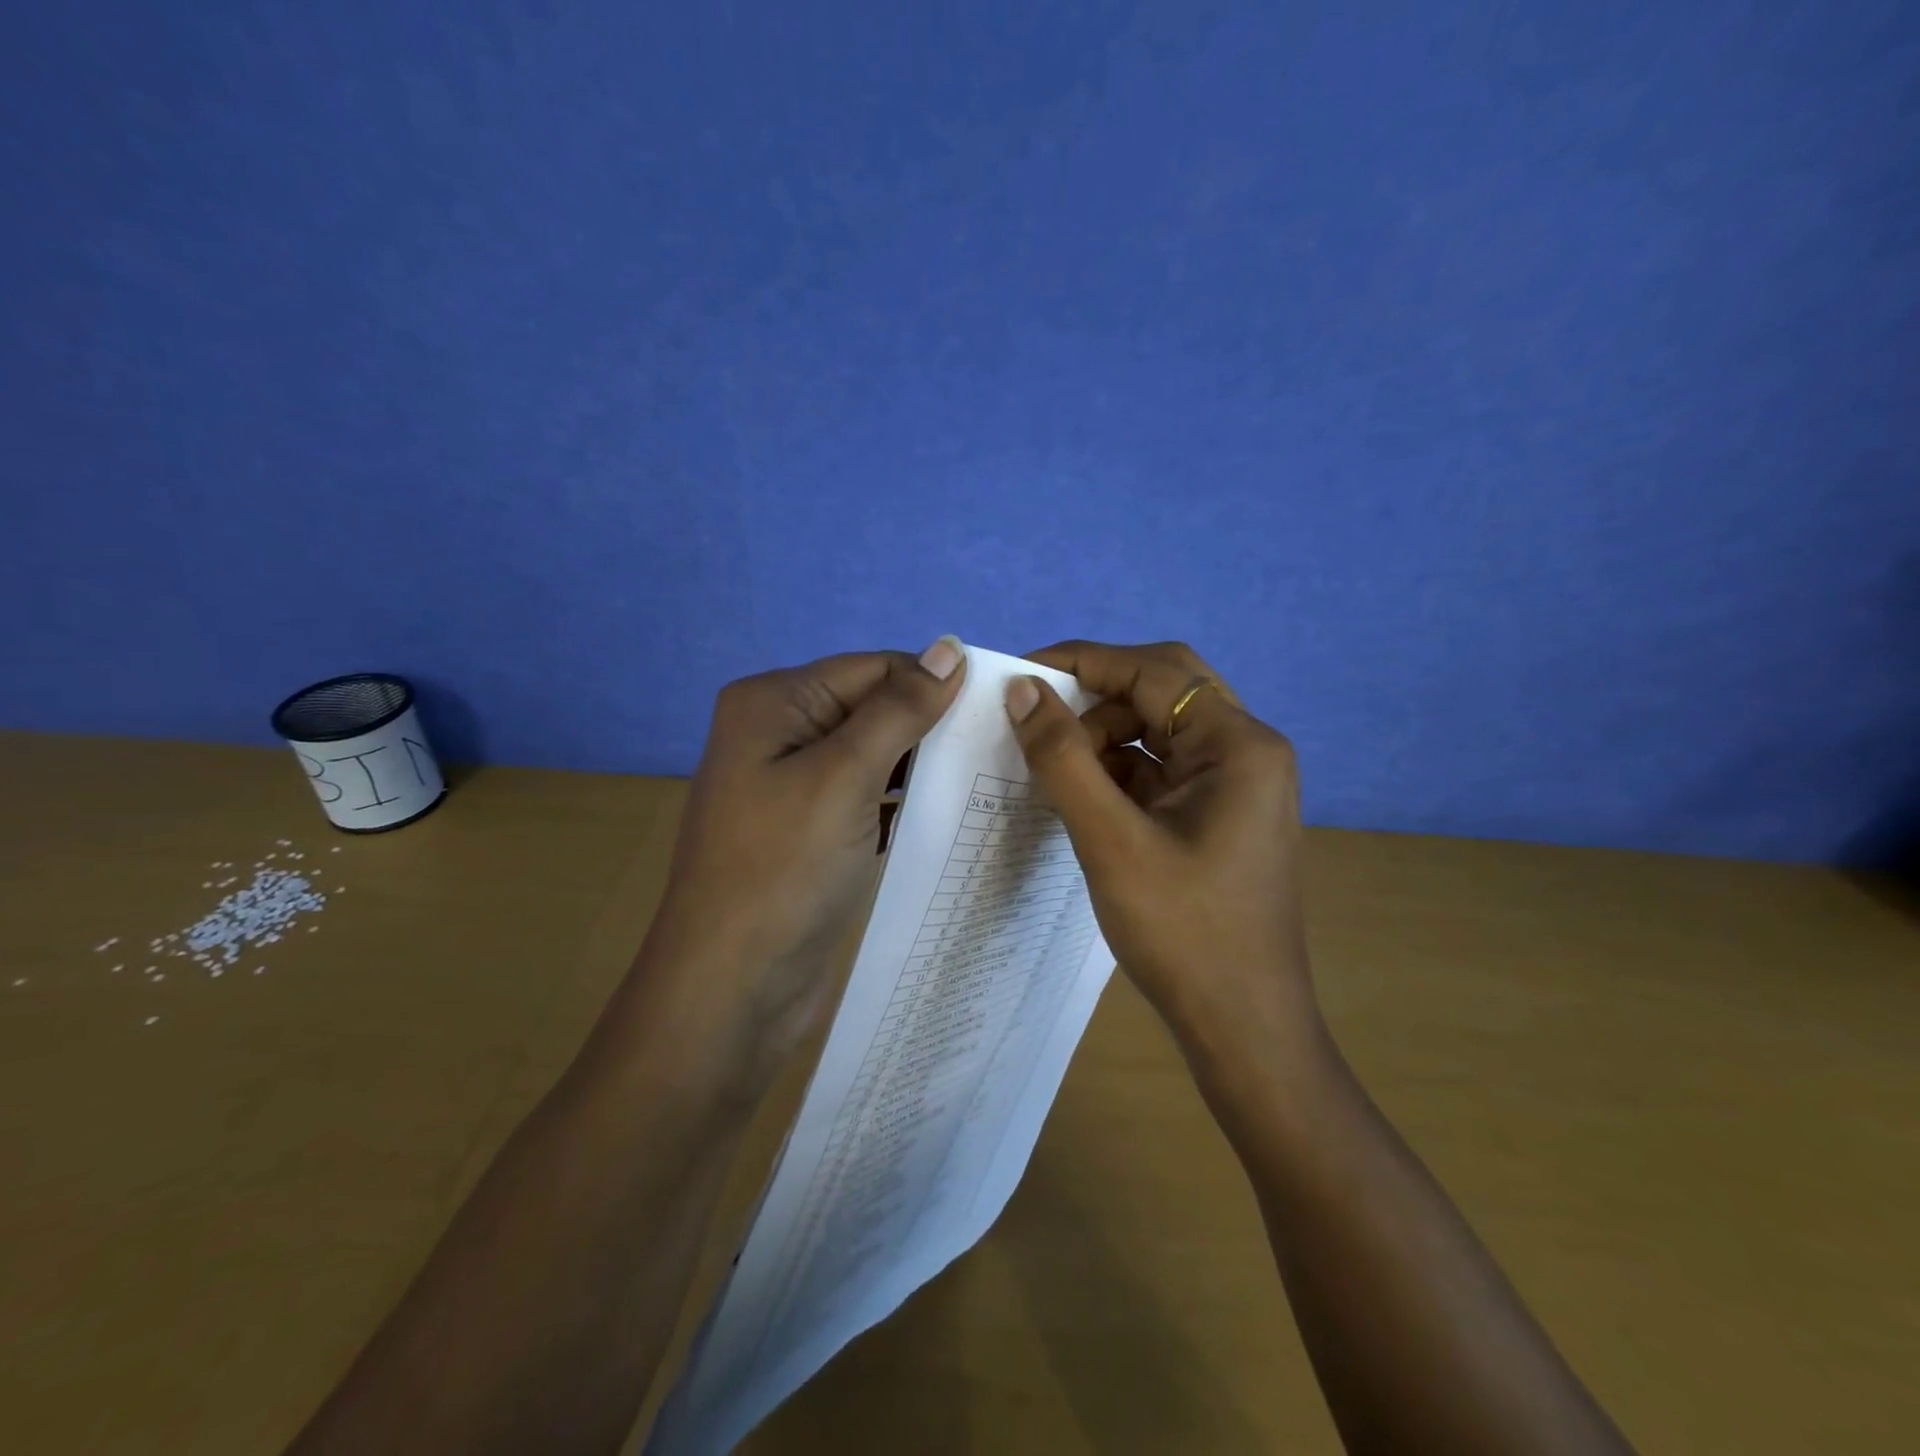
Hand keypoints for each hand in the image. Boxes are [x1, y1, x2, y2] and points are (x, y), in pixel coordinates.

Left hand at [630, 639, 966, 1094]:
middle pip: (871, 707)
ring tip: (983, 777)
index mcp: (774, 701)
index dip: (932, 685)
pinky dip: (901, 798)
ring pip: (873, 752)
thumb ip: (899, 709)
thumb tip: (950, 646)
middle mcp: (778, 730)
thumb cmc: (783, 871)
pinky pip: (865, 794)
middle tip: (998, 749)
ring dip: (920, 763)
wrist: (730, 990)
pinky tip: (944, 810)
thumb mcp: (845, 777)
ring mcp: (791, 782)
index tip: (998, 711)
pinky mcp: (809, 827)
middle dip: (928, 726)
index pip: (872, 668)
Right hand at [1003, 640, 1314, 1059]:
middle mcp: (1247, 751)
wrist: (1243, 1028)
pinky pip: (1163, 770)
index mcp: (1238, 744)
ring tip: (1053, 769)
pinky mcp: (1220, 814)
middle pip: (1162, 691)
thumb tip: (1021, 689)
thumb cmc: (1183, 933)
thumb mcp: (1110, 840)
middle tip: (1036, 723)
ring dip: (1104, 738)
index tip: (1021, 676)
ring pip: (1160, 731)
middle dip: (1095, 700)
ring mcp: (1237, 784)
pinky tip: (1081, 795)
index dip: (1083, 662)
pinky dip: (1120, 772)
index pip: (1153, 670)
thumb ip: (1062, 758)